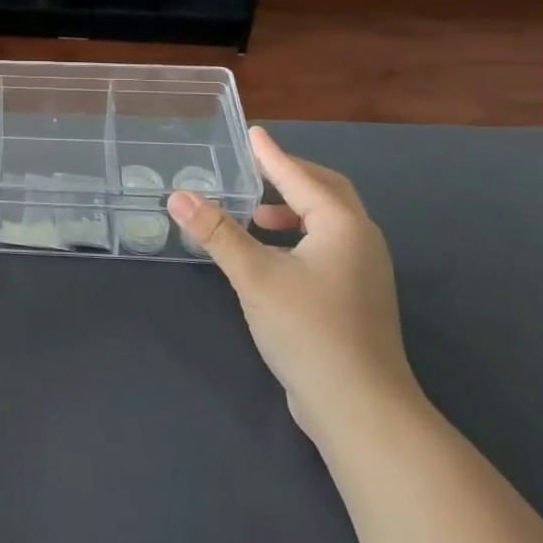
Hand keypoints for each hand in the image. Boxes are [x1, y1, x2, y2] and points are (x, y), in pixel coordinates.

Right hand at [168, 128, 422, 446]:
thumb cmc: (309, 330)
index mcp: (343, 226)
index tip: (253, 133)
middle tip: (256, 167)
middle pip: (327, 193)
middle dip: (291, 177)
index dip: (273, 155)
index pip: (301, 177)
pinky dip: (299, 238)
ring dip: (294, 210)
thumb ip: (217, 233)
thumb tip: (178, 195)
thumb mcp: (255, 276)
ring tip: (257, 215)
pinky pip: (328, 248)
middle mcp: (361, 242)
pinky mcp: (356, 300)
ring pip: (329, 224)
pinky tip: (273, 259)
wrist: (361, 408)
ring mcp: (364, 274)